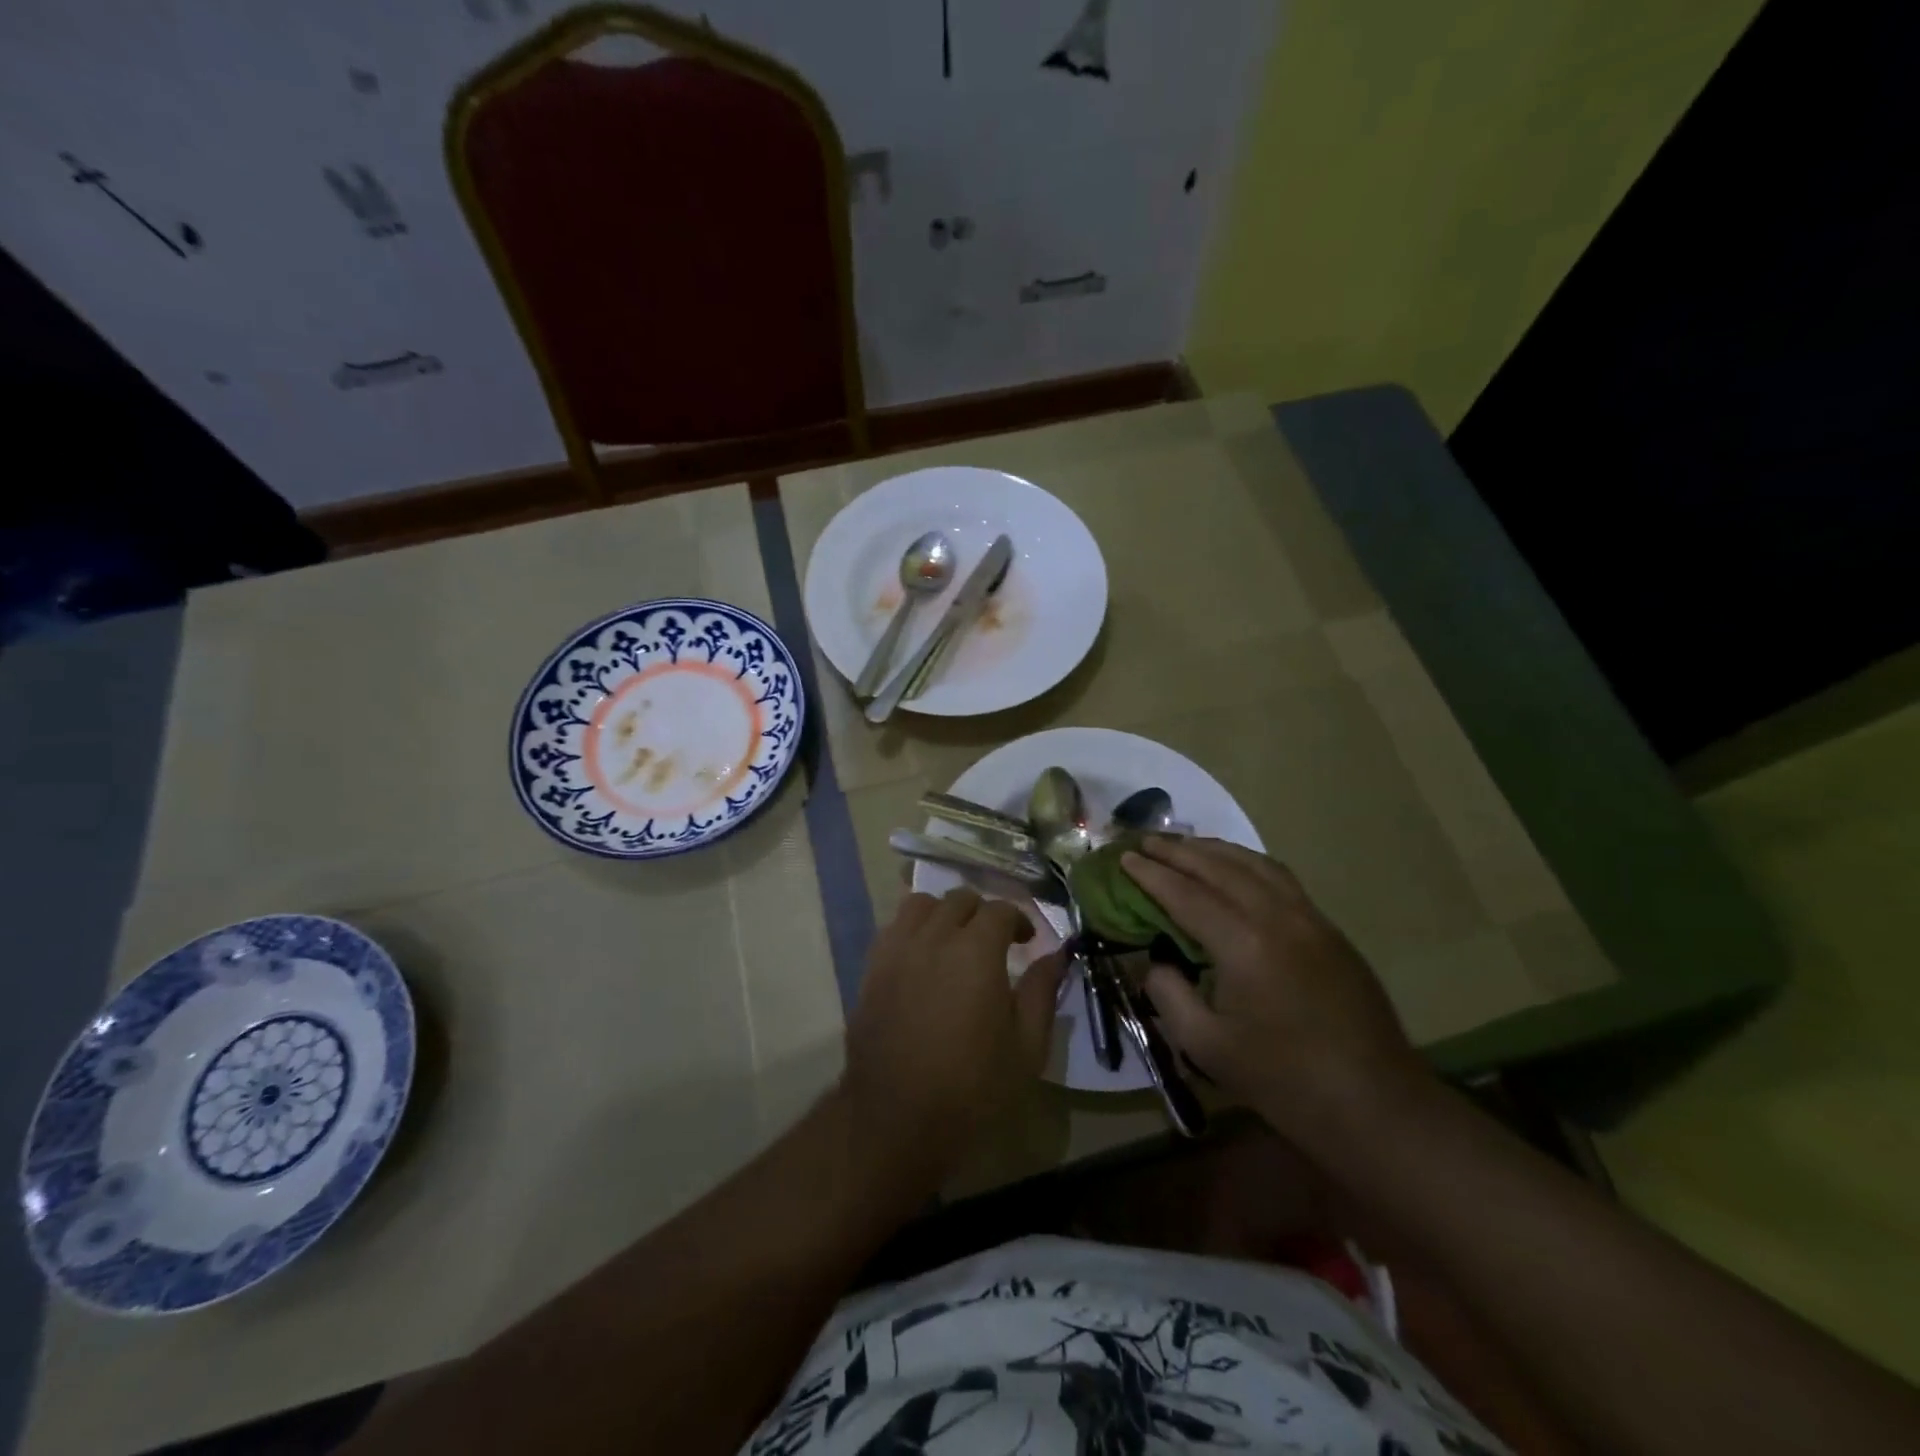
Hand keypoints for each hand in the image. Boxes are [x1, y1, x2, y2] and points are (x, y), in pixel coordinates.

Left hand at [842, 890, 1065, 1186]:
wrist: (897, 1119)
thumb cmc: (973, 1088)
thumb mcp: (1027, 1047)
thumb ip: (1043, 992)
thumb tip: (1056, 955)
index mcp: (976, 950)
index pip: (1000, 910)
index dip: (1019, 921)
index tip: (1027, 943)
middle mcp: (934, 937)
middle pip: (959, 899)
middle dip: (982, 913)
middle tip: (994, 943)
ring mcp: (897, 950)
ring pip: (921, 904)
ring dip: (943, 913)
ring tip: (954, 941)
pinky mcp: (871, 968)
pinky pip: (893, 928)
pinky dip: (912, 929)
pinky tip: (922, 958)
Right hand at [1121, 837, 1427, 1139]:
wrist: (1375, 1105)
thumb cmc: (1284, 1081)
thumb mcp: (1206, 1046)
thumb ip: (1169, 994)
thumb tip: (1157, 962)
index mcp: (1244, 944)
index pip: (1186, 895)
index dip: (1151, 875)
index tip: (1124, 858)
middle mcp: (1277, 917)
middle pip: (1220, 868)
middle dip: (1178, 851)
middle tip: (1145, 841)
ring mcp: (1310, 919)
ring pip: (1255, 865)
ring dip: (1215, 850)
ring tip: (1185, 845)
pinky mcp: (1329, 930)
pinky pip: (1281, 879)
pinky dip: (1248, 864)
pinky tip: (1235, 870)